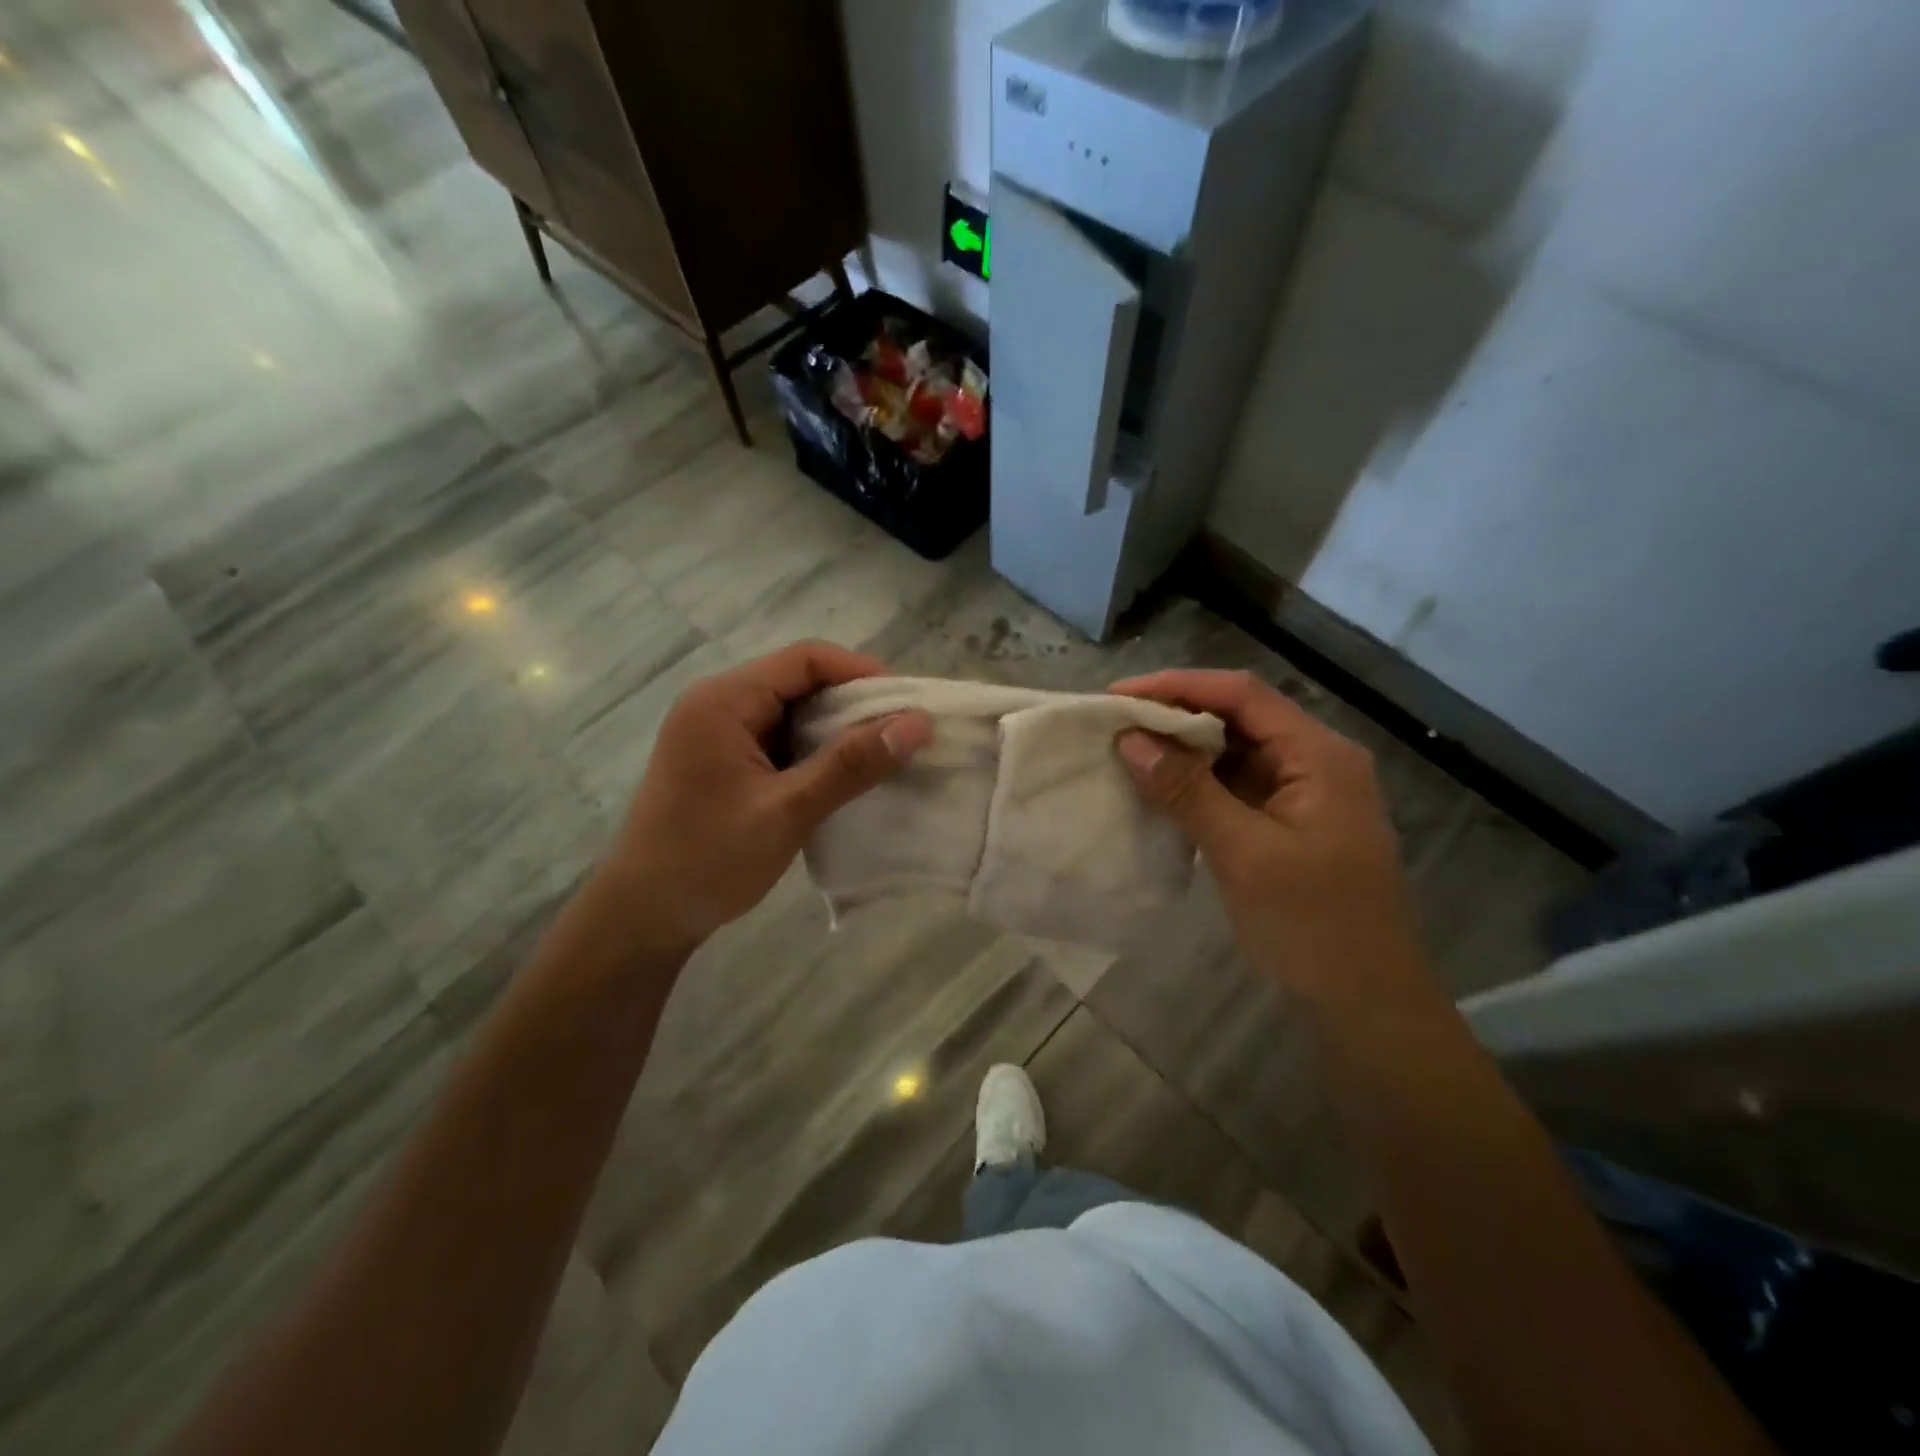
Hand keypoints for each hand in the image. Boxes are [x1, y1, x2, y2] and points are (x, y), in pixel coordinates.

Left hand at [598, 641, 930, 956]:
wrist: (641, 917)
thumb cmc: (708, 860)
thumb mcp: (787, 811)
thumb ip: (851, 765)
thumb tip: (917, 723)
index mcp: (724, 701)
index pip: (806, 659)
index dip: (862, 673)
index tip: (908, 703)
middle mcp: (718, 704)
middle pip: (800, 681)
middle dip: (854, 703)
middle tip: (904, 732)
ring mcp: (718, 733)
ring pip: (792, 712)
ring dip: (837, 729)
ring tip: (884, 754)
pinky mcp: (723, 761)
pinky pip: (780, 739)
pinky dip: (815, 751)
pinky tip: (844, 775)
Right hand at [1109, 669, 1424, 1005]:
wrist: (1365, 1005)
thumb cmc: (1313, 926)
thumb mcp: (1244, 854)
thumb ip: (1187, 790)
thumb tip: (1130, 739)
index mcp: (1318, 755)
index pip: (1241, 695)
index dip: (1177, 686)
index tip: (1117, 697)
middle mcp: (1313, 761)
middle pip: (1237, 717)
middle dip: (1174, 716)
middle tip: (1112, 724)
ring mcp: (1300, 794)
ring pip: (1232, 752)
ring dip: (1181, 751)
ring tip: (1124, 751)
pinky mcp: (1284, 823)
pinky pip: (1232, 787)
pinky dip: (1194, 784)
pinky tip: (1155, 790)